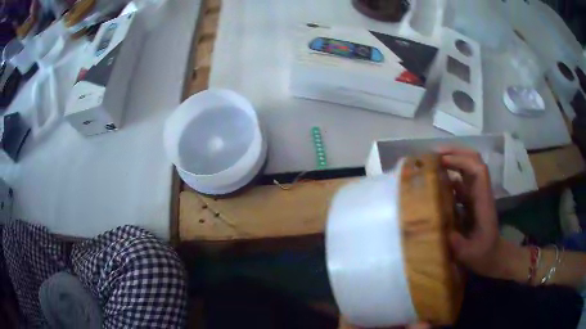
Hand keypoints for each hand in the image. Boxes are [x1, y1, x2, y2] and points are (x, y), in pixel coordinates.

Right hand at [437, 147, 504, 277]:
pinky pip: (461, 182)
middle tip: (434, 154)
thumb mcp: (469, 254)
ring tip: (433, 163)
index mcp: (483, 201)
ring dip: (452, 161)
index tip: (442, 161)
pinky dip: (450, 176)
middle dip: (456, 152)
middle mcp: (481, 193)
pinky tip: (437, 182)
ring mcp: (477, 195)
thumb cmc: (484, 255)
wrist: (494, 256)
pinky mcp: (471, 201)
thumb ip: (457, 243)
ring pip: (468, 168)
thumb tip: (439, 226)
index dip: (461, 160)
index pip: (477, 170)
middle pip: (474, 161)